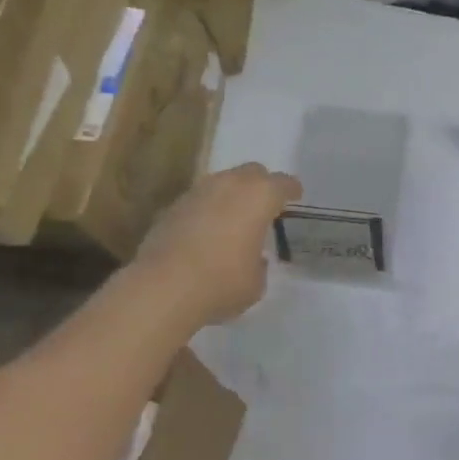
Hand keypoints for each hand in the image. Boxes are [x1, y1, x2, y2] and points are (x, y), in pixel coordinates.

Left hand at [134, 163, 302, 325]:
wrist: (163, 287)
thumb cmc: (222, 282)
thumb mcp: (256, 282)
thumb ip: (259, 264)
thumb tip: (253, 258)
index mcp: (260, 196)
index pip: (284, 183)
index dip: (292, 190)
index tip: (295, 197)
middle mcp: (230, 184)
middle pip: (252, 172)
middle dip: (261, 185)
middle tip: (264, 205)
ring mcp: (197, 192)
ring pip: (222, 182)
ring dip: (231, 195)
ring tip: (234, 219)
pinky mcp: (172, 207)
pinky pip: (199, 200)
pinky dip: (207, 210)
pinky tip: (206, 232)